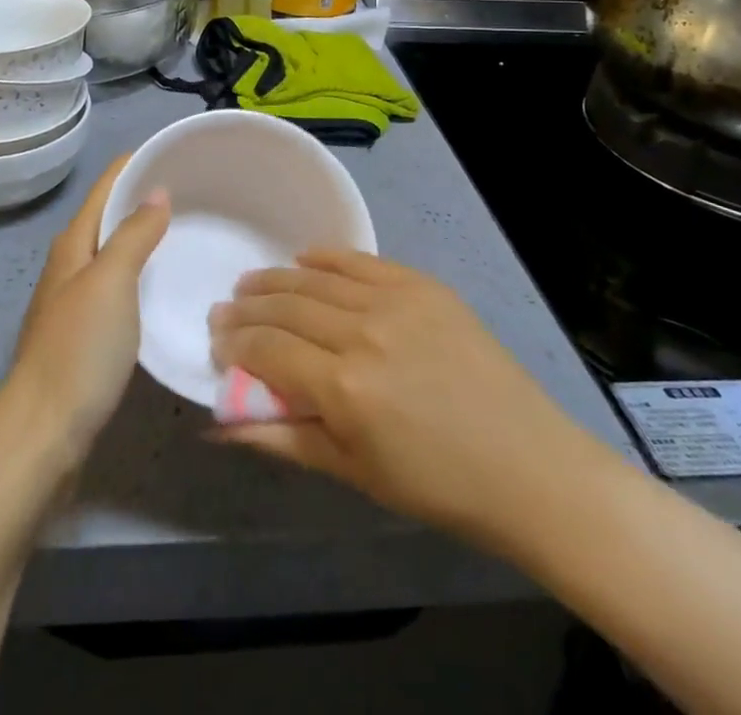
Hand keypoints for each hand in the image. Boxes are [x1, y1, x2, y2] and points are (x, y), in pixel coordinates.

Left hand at [6, 156, 169, 463]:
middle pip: (110, 216)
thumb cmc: (78, 349)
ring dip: (147, 235)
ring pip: (116, 251)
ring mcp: (77, 300)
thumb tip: (157, 191)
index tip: (176, 150)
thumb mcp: (111, 283)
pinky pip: (122, 285)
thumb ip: (134, 235)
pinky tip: (169, 283)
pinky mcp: (87, 333)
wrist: (44, 434)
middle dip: (146, 197)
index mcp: (73, 244)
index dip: (136, 164)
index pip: (106, 187)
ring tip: (192, 229)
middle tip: (198, 189)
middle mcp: (72, 264)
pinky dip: (145, 272)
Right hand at [207, 250, 575, 557]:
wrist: (525, 463)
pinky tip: (304, 257)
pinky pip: (360, 260)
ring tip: (251, 283)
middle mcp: (362, 333)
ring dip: (277, 279)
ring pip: (316, 278)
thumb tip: (218, 425)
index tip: (215, 341)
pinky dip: (325, 256)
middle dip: (247, 309)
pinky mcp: (422, 284)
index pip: (267, 350)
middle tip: (224, 310)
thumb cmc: (436, 484)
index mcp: (344, 388)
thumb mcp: (353, 472)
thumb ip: (282, 439)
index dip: (234, 344)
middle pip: (286, 307)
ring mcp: (395, 301)